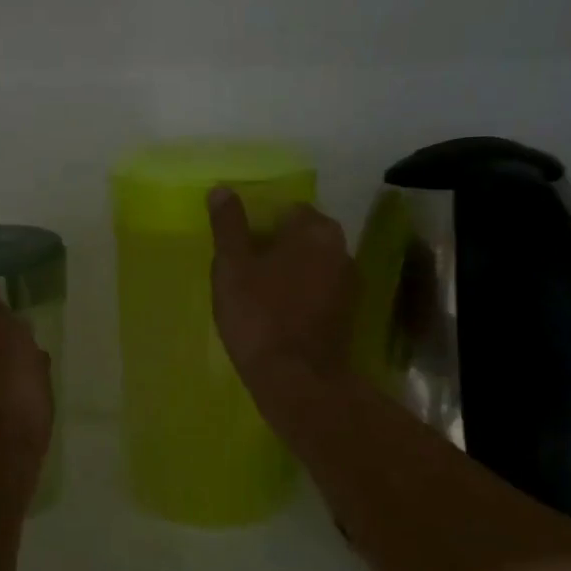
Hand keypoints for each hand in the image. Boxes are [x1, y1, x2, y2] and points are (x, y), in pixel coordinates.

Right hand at [208, 187, 355, 400]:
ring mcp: (349, 285)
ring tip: (255, 294)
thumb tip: (222, 189)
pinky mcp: (347, 315)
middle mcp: (341, 250)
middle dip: (274, 247)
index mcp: (315, 230)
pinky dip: (298, 296)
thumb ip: (229, 225)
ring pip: (310, 265)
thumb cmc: (260, 315)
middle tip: (242, 270)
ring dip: (287, 272)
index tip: (238, 246)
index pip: (287, 209)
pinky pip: (317, 292)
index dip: (259, 224)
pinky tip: (275, 314)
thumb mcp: (233, 266)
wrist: (297, 381)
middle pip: (301, 237)